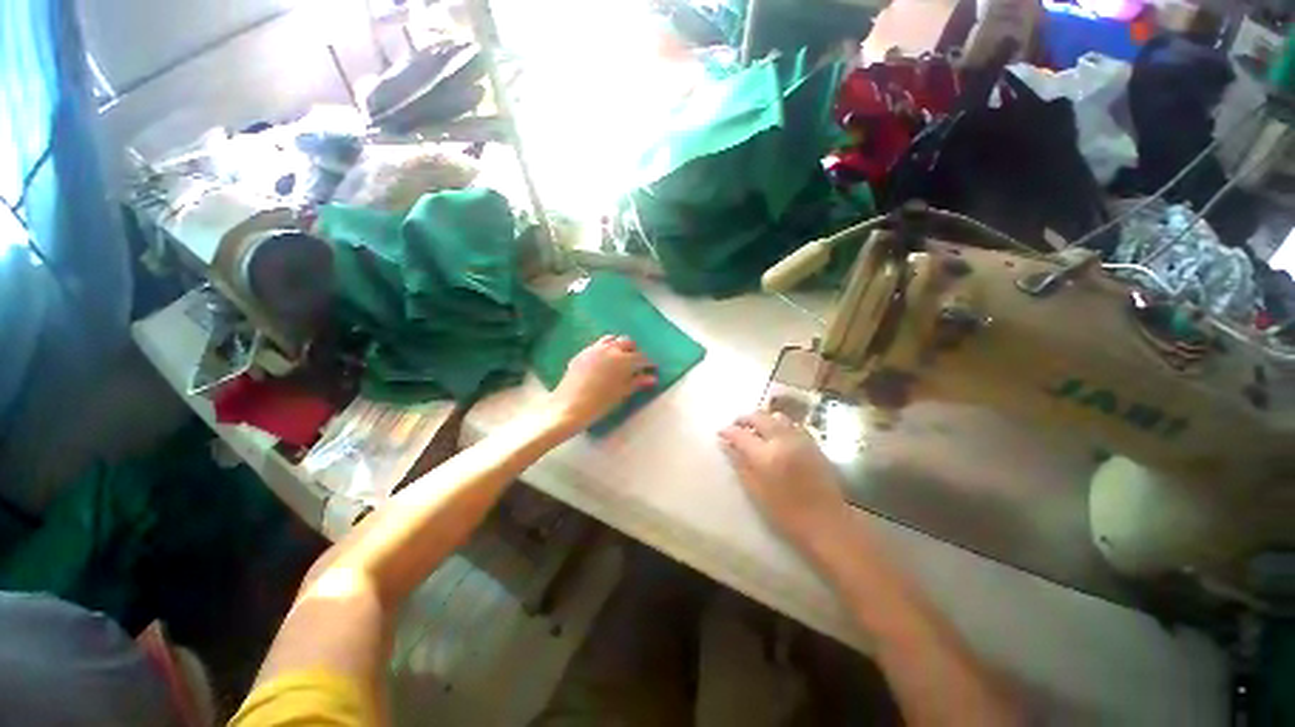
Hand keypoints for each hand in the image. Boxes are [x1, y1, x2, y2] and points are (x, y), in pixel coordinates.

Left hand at [548, 336, 656, 433]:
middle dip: (634, 351)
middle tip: (636, 364)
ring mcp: (594, 348)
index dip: (648, 363)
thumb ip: (637, 382)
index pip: (642, 357)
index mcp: (624, 360)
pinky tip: (603, 361)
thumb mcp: (622, 393)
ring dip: (619, 346)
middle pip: (627, 342)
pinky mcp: (582, 353)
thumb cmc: (600, 403)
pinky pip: (597, 345)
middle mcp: (610, 349)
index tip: (652, 369)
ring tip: (620, 358)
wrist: (569, 407)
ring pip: (612, 339)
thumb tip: (651, 378)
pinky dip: (605, 349)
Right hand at [718, 410, 847, 544]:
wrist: (827, 520)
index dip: (728, 431)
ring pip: (776, 416)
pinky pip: (790, 424)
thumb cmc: (786, 512)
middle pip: (759, 416)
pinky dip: (778, 424)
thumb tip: (725, 443)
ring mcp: (799, 438)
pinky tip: (774, 436)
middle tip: (735, 426)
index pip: (740, 433)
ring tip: (755, 430)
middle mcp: (782, 440)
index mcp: (766, 455)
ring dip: (762, 419)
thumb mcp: (755, 490)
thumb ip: (739, 463)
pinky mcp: (812, 442)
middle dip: (744, 418)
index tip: (720, 433)